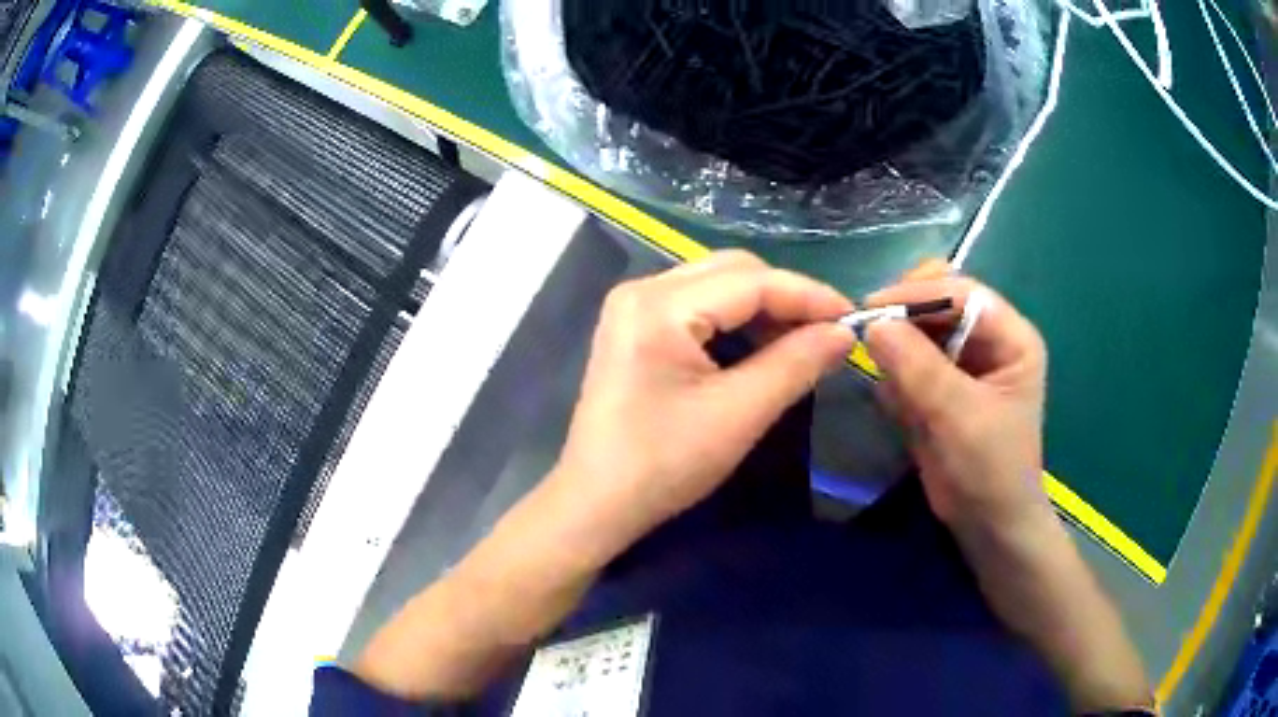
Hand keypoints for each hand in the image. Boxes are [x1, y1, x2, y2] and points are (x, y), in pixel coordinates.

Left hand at [548, 250, 855, 558]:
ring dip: (763, 309)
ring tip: (799, 343)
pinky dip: (735, 322)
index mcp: (659, 305)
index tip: (853, 318)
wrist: (597, 502)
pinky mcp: (634, 327)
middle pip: (733, 271)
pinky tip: (759, 348)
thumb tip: (844, 333)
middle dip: (785, 298)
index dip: (808, 295)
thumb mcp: (740, 414)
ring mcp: (633, 307)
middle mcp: (642, 290)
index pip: (751, 281)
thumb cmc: (664, 464)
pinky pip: (698, 306)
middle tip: (826, 334)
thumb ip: (796, 364)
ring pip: (717, 285)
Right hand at [863, 272, 1050, 539]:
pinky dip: (895, 378)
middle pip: (939, 303)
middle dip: (905, 318)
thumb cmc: (990, 470)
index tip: (871, 310)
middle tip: (869, 336)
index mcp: (1011, 337)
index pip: (962, 293)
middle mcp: (988, 340)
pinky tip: (900, 408)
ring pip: (919, 331)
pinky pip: (908, 363)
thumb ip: (919, 368)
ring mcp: (962, 362)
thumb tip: (871, 325)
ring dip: (897, 351)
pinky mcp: (940, 386)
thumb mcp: (960, 417)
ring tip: (891, 387)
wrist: (986, 525)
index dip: (918, 295)